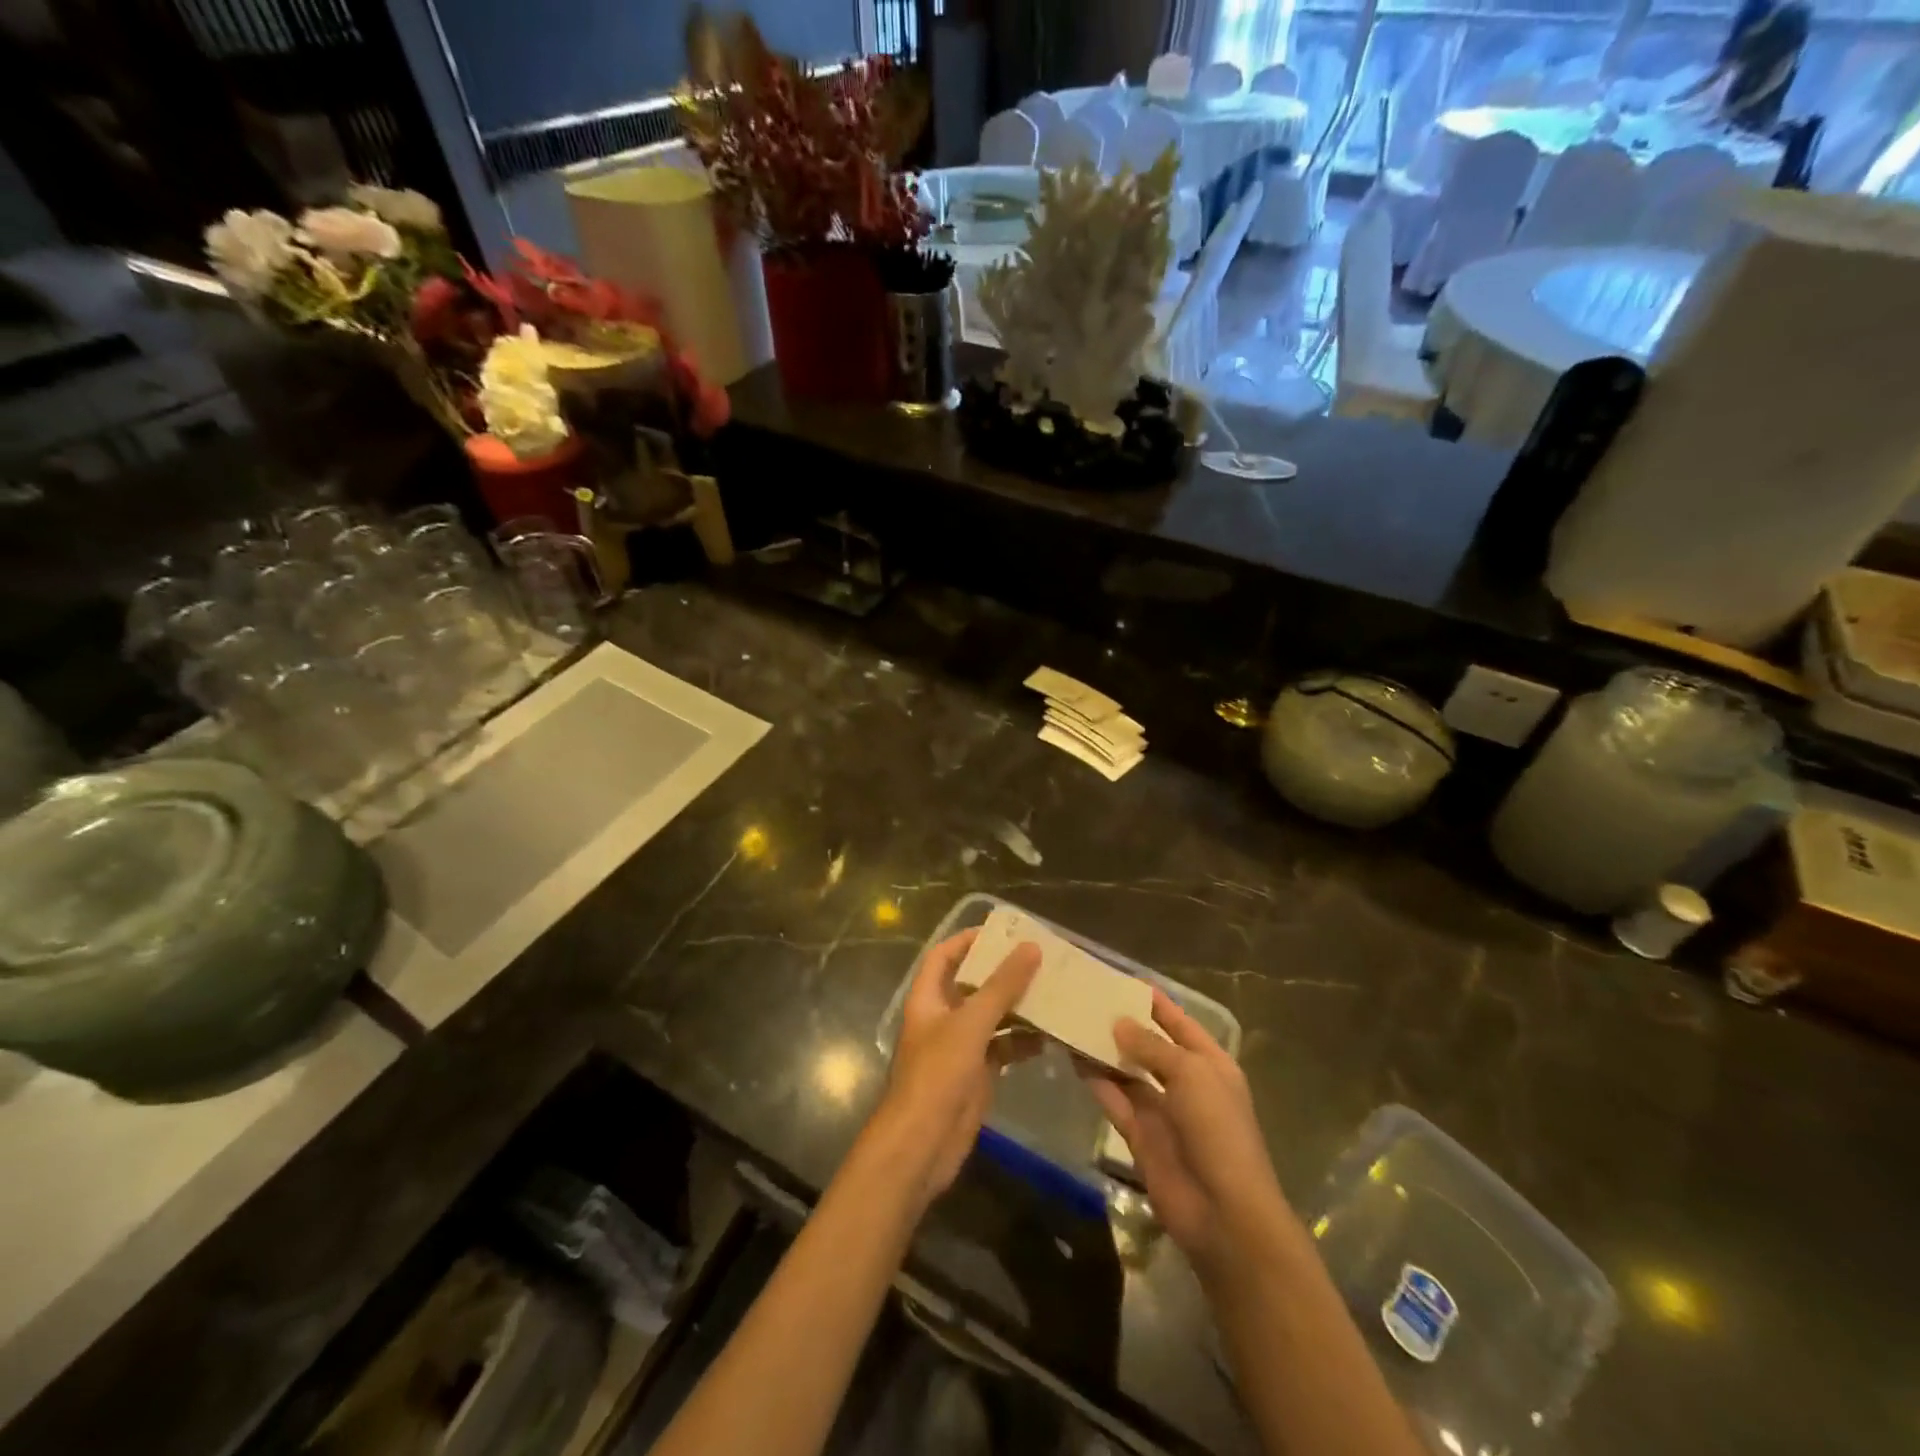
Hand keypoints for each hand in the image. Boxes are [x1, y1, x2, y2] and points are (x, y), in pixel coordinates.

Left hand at [875, 928, 1041, 1208]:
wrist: (922, 1146)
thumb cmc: (937, 1075)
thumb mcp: (970, 1024)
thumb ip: (1001, 986)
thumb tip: (1031, 947)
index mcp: (928, 998)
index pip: (944, 956)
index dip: (968, 940)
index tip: (1003, 931)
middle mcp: (942, 1017)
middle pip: (973, 984)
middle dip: (1002, 972)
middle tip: (1041, 959)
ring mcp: (959, 1047)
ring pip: (991, 1016)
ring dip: (1018, 1006)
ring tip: (1053, 992)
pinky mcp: (976, 1074)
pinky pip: (1002, 1047)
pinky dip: (1022, 1041)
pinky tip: (1049, 1037)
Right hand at [1082, 990, 1288, 1277]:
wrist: (1223, 1212)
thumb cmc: (1217, 1130)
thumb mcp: (1190, 1074)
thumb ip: (1152, 1046)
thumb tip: (1118, 1023)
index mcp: (1210, 1063)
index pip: (1179, 1022)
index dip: (1154, 1001)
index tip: (1120, 979)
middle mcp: (1185, 1083)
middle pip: (1149, 1045)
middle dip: (1123, 1024)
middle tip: (1085, 999)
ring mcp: (1161, 1110)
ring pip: (1127, 1072)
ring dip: (1104, 1051)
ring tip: (1072, 1022)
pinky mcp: (1139, 1135)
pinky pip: (1115, 1100)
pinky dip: (1096, 1081)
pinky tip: (1073, 1058)